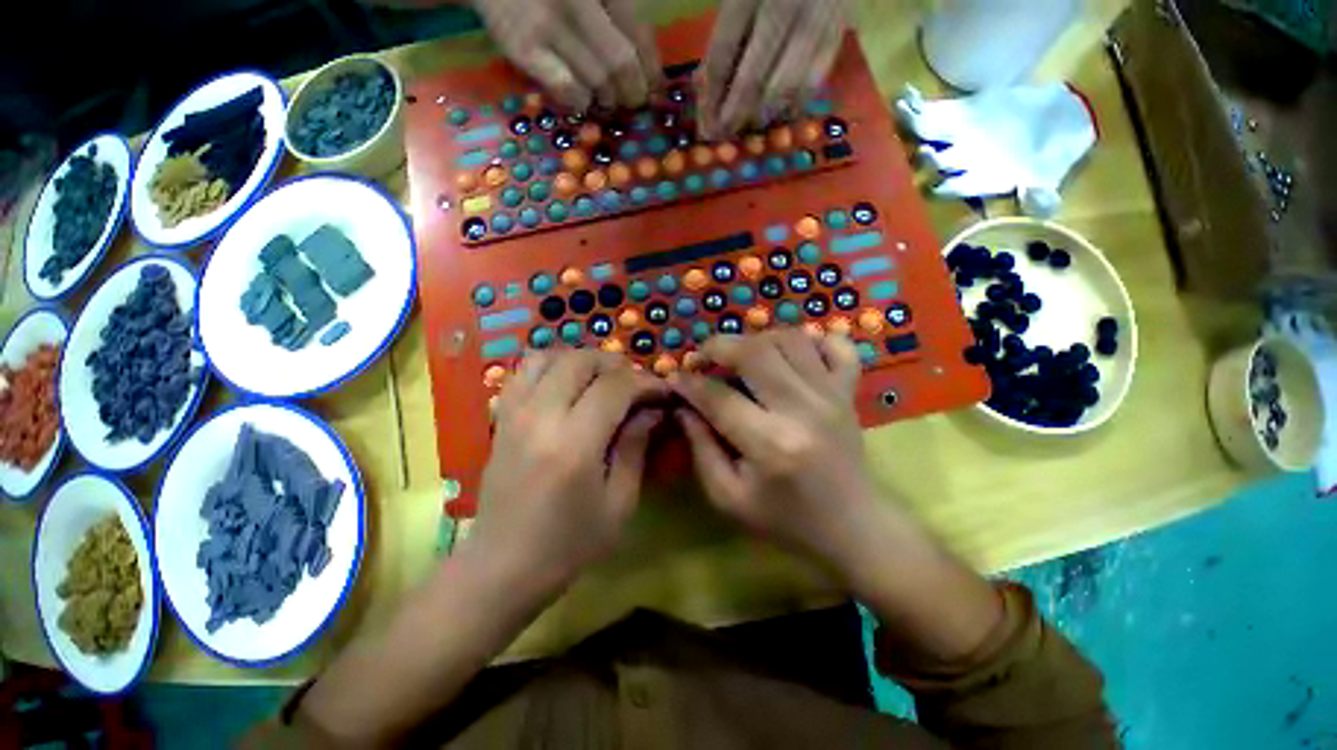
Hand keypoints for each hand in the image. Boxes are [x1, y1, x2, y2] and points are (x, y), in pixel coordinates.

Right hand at [472, 0, 661, 109]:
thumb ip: (616, 18)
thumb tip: (649, 74)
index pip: (640, 33)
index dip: (653, 70)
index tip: (656, 91)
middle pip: (623, 64)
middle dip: (633, 93)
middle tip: (632, 101)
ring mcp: (547, 21)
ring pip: (599, 82)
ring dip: (607, 100)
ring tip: (606, 99)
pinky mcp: (522, 46)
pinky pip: (568, 89)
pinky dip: (581, 101)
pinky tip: (581, 99)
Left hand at [472, 350, 666, 585]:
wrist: (502, 567)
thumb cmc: (569, 544)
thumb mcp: (619, 503)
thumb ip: (636, 447)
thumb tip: (652, 410)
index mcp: (573, 444)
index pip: (615, 387)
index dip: (645, 382)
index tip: (663, 390)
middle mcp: (540, 418)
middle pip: (580, 361)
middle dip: (616, 363)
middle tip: (636, 383)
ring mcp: (514, 414)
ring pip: (549, 357)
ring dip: (583, 359)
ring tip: (604, 378)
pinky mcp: (501, 418)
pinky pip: (525, 371)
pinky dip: (553, 365)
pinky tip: (569, 384)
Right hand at [669, 331, 877, 564]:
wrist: (851, 526)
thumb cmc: (785, 519)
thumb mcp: (728, 496)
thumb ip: (700, 448)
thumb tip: (683, 405)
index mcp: (770, 444)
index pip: (718, 397)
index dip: (689, 383)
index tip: (675, 378)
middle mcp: (802, 409)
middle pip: (754, 352)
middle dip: (718, 346)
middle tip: (702, 357)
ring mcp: (832, 395)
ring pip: (789, 339)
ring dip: (756, 340)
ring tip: (740, 358)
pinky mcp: (849, 391)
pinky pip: (837, 345)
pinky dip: (812, 339)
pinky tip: (790, 354)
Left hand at [697, 0, 848, 137]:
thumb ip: (724, 38)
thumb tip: (705, 89)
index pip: (723, 55)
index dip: (711, 98)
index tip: (705, 128)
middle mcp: (786, 6)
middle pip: (753, 79)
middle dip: (734, 116)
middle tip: (723, 137)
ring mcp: (816, 20)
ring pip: (785, 89)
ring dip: (761, 117)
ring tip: (746, 129)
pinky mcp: (837, 32)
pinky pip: (813, 83)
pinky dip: (791, 108)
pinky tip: (776, 117)